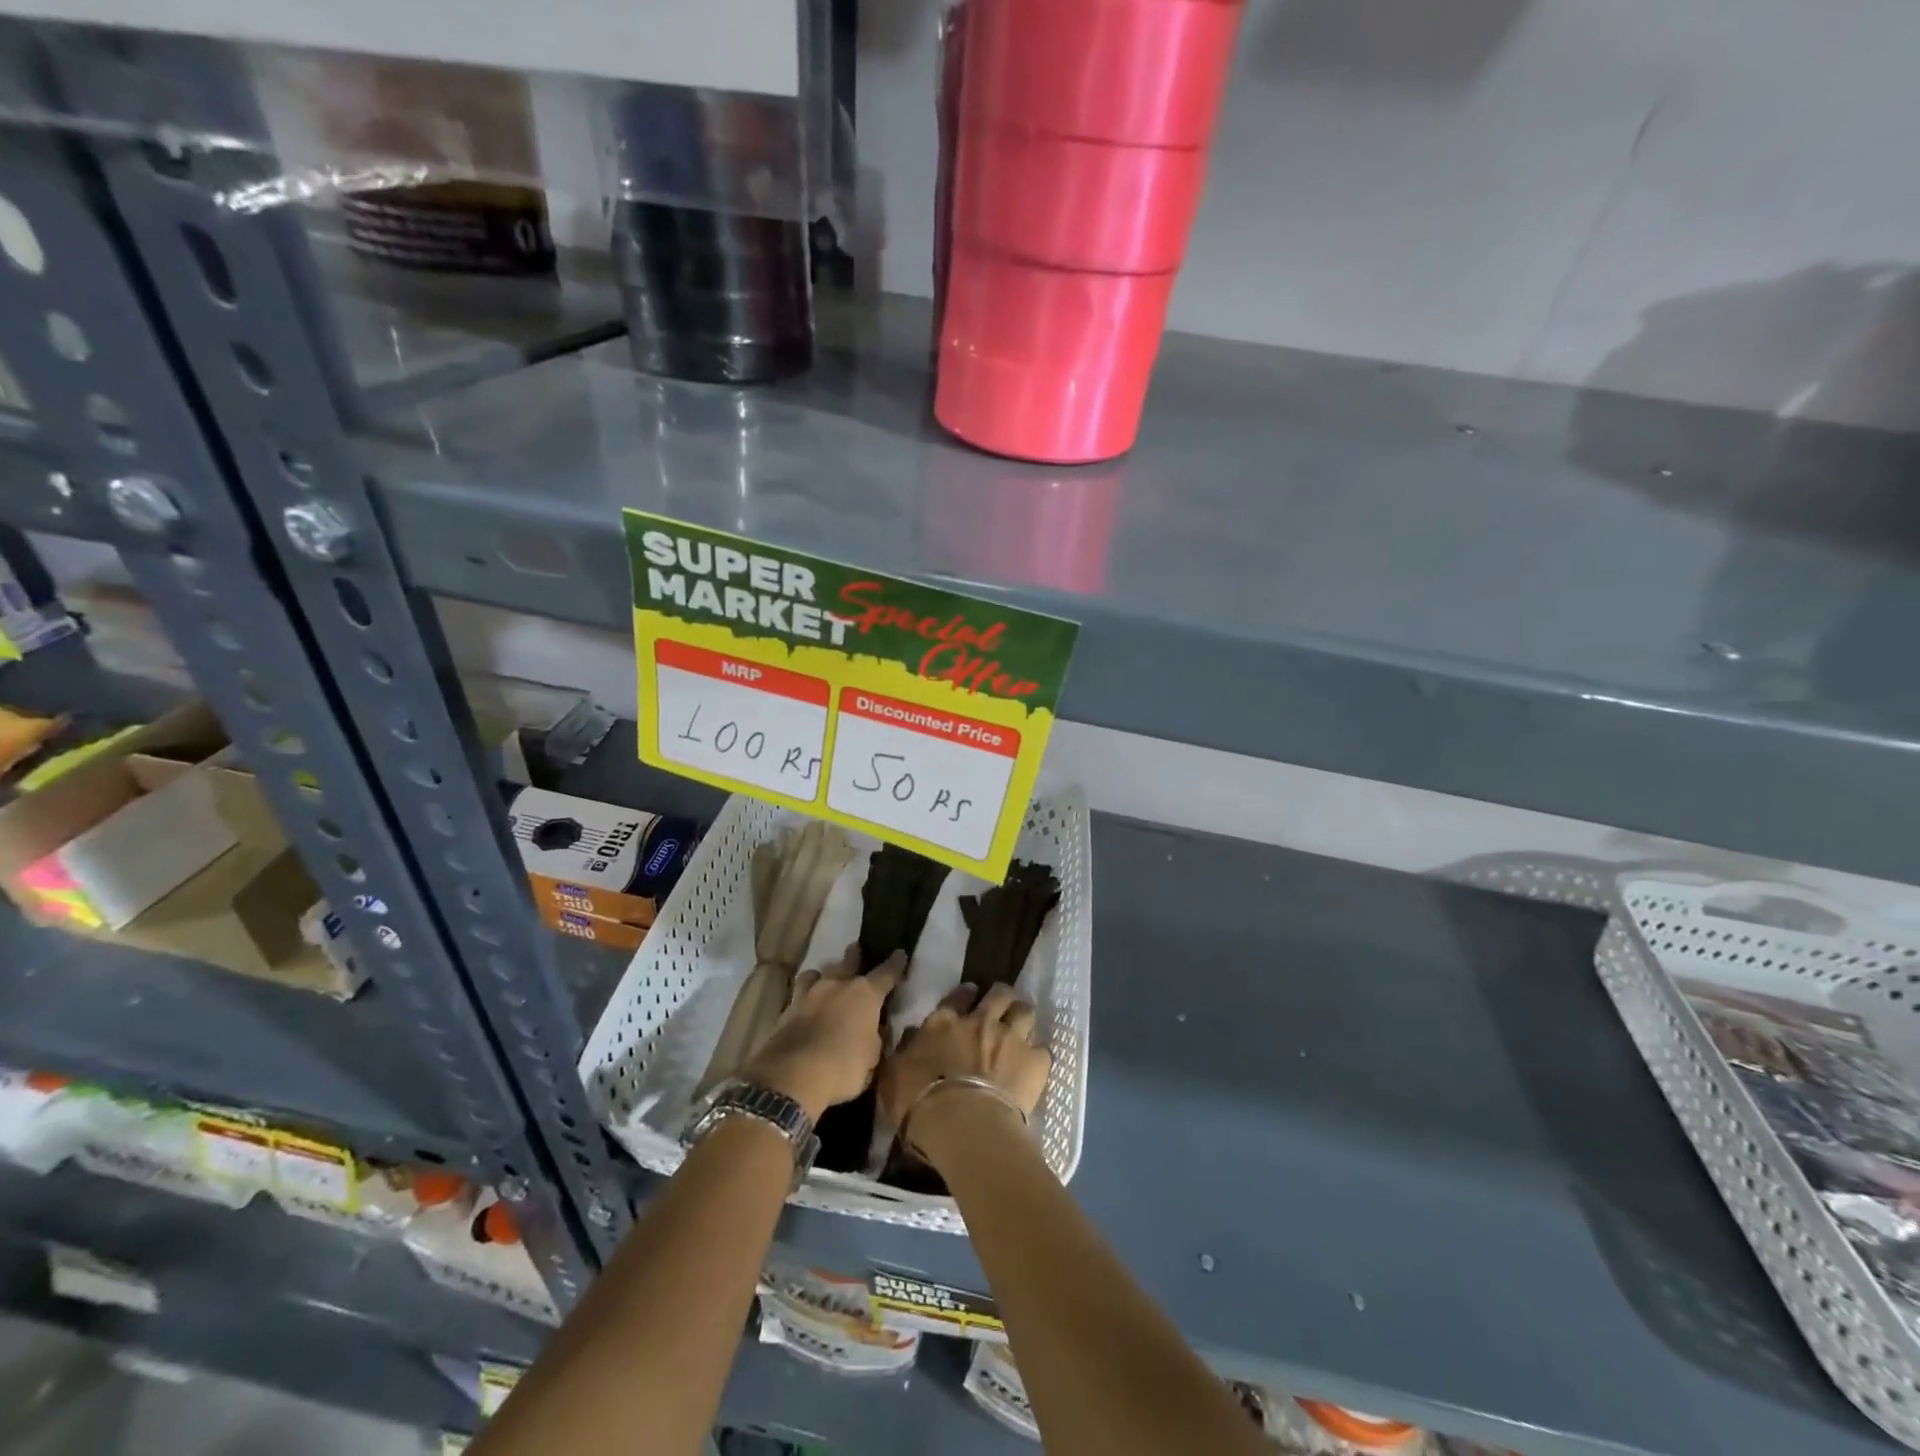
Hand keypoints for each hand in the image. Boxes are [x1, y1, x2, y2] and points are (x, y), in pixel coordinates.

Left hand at [743, 946, 903, 1120]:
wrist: (793, 1076)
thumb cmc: (843, 1067)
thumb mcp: (872, 1058)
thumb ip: (874, 1038)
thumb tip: (872, 1031)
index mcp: (865, 994)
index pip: (886, 973)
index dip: (895, 964)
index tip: (900, 954)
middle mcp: (837, 985)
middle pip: (848, 962)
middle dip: (855, 956)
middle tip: (856, 949)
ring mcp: (808, 994)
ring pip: (817, 973)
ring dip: (824, 975)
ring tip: (825, 980)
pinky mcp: (787, 1010)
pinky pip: (799, 995)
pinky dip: (805, 998)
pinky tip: (806, 1006)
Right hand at [879, 983, 1050, 1155]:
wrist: (963, 1124)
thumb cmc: (919, 1102)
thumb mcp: (893, 1075)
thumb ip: (904, 1051)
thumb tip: (912, 1035)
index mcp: (945, 1022)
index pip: (958, 996)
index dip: (966, 994)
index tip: (970, 995)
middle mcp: (981, 1021)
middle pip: (999, 993)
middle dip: (1001, 997)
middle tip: (1000, 1008)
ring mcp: (1011, 1037)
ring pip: (1025, 1011)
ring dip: (1022, 1017)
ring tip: (1021, 1029)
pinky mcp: (1034, 1061)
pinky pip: (1042, 1050)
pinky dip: (1037, 1056)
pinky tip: (1033, 1067)